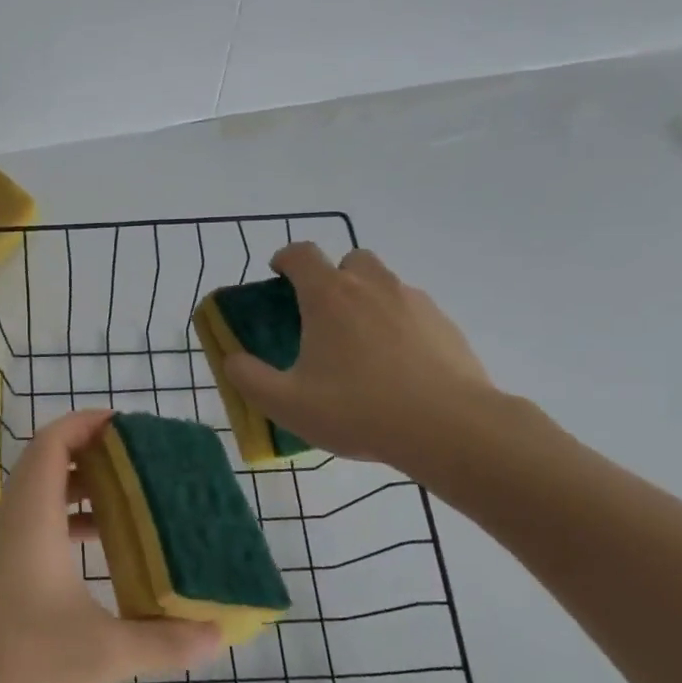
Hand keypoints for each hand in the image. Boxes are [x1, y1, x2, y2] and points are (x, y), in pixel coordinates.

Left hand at [0, 410, 221, 682]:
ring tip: (132, 500)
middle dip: (94, 454)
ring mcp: (3, 549)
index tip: (128, 424)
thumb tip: (217, 634)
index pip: (52, 443)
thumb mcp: (103, 653)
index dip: (86, 423)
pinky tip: (103, 553)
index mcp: (32, 517)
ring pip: (42, 497)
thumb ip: (163, 641)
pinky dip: (70, 524)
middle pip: (48, 463)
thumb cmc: (20, 663)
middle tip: (143, 463)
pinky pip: (37, 527)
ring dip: (82, 491)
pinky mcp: (0, 576)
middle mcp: (14, 522)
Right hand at [225, 244, 497, 468]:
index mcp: (329, 296)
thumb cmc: (358, 410)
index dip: (285, 259)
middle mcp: (371, 286)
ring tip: (362, 346)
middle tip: (323, 316)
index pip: (301, 254)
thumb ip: (249, 378)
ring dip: (367, 299)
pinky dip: (398, 325)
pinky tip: (398, 366)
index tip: (278, 277)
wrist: (449, 428)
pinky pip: (412, 311)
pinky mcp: (445, 324)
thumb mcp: (286, 403)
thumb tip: (232, 359)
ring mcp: (414, 301)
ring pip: (384, 283)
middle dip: (333, 277)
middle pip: (349, 260)